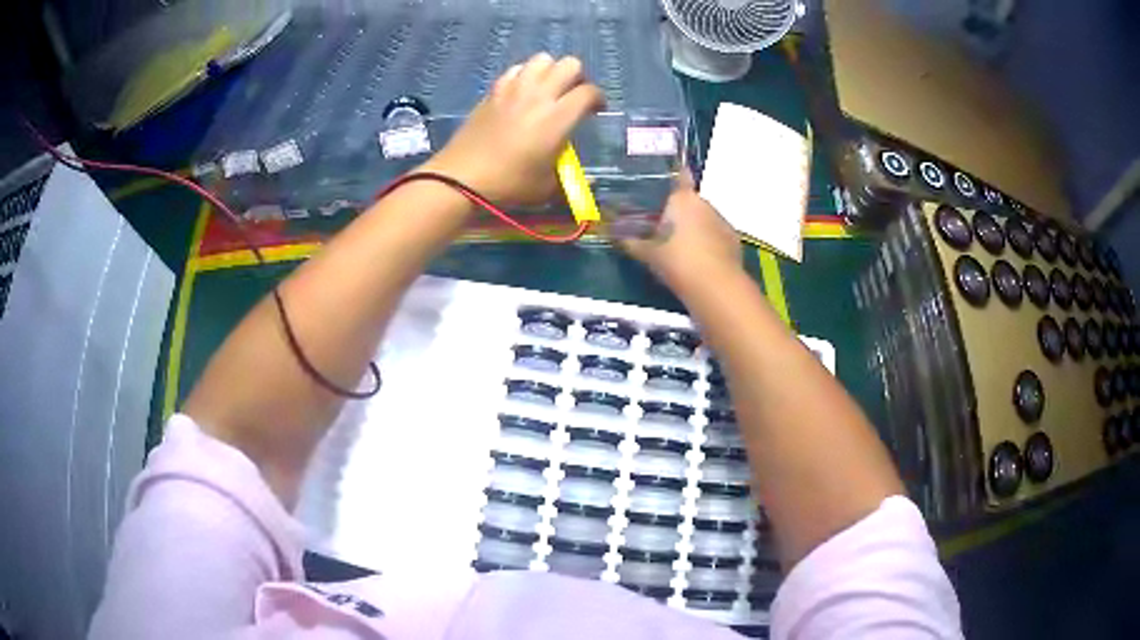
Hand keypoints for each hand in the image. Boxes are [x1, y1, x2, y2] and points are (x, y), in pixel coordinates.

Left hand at [421, 53, 604, 206]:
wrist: (462, 177)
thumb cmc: (509, 183)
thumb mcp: (547, 187)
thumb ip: (568, 176)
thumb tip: (587, 178)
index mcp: (558, 117)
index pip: (589, 92)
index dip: (598, 98)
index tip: (596, 110)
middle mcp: (539, 95)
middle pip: (569, 64)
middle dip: (578, 77)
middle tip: (573, 95)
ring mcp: (514, 89)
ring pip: (542, 59)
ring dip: (551, 70)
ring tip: (548, 88)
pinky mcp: (493, 90)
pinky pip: (516, 69)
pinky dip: (525, 74)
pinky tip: (522, 91)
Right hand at [621, 169, 742, 290]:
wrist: (716, 287)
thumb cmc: (677, 262)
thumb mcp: (648, 255)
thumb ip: (631, 242)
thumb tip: (614, 235)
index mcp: (682, 199)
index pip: (679, 176)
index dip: (673, 176)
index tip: (663, 182)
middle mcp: (704, 203)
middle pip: (689, 201)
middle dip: (678, 212)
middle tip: (662, 227)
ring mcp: (722, 221)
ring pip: (703, 218)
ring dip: (693, 227)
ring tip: (680, 247)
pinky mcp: (733, 240)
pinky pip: (715, 234)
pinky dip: (707, 241)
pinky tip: (699, 258)